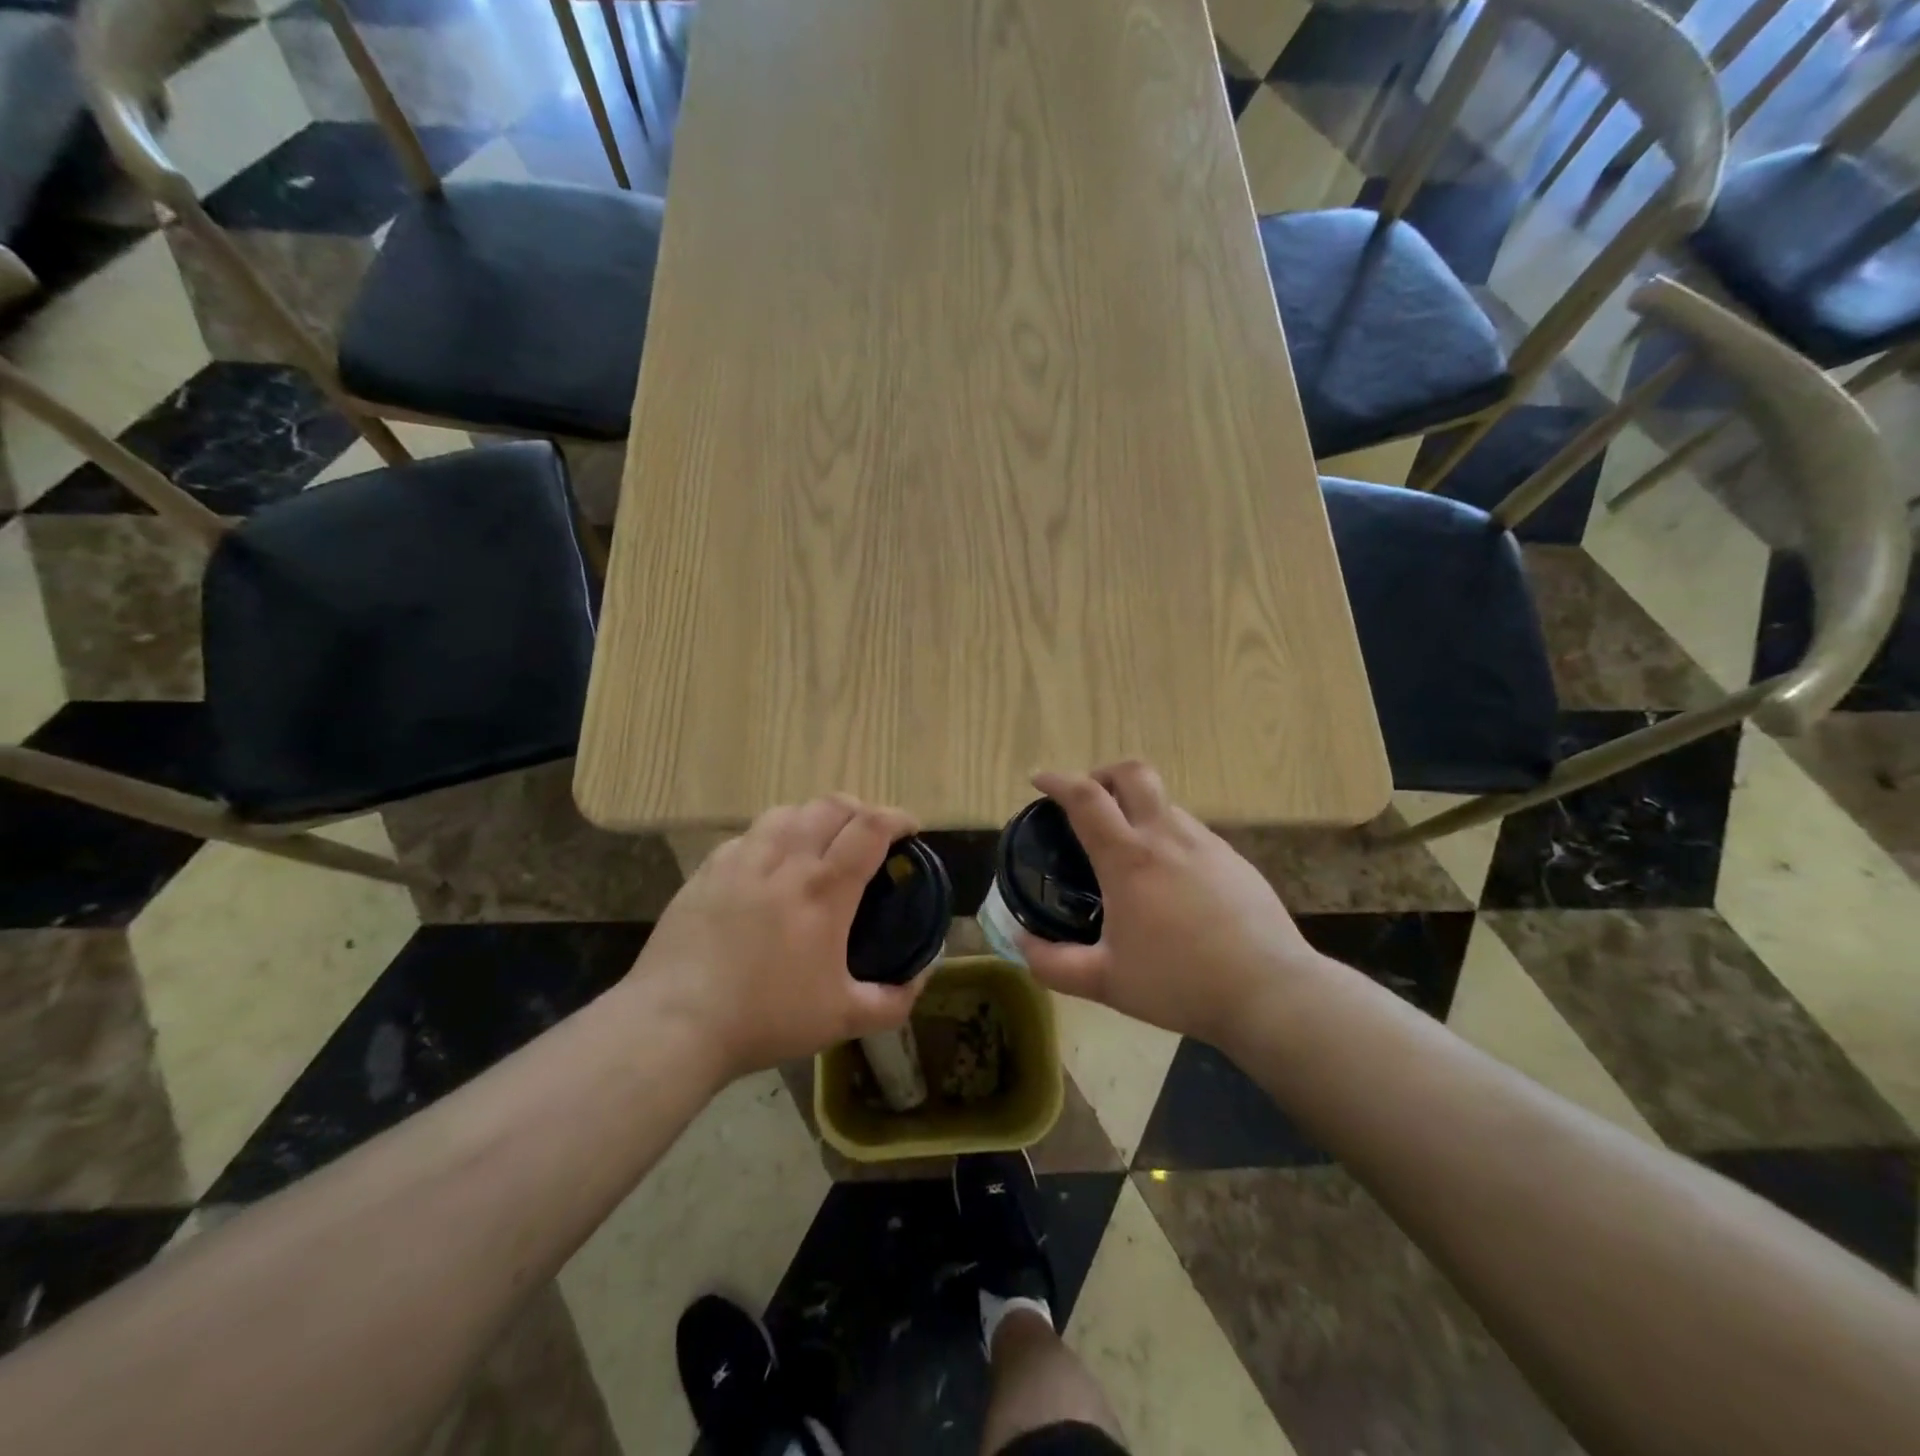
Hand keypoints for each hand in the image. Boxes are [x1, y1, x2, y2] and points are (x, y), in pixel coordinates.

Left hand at [629, 797, 927, 1080]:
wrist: (675, 1023)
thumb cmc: (765, 1018)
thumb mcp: (842, 1019)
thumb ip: (892, 1000)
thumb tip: (921, 977)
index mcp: (824, 889)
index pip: (870, 827)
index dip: (897, 818)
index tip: (910, 829)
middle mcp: (786, 860)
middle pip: (831, 806)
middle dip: (859, 810)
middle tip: (868, 834)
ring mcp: (741, 860)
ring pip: (787, 812)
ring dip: (814, 817)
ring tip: (819, 841)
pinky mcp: (707, 871)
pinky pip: (748, 835)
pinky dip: (772, 837)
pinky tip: (768, 865)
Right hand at [1021, 763, 1325, 1045]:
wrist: (1271, 993)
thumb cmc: (1180, 983)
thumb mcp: (1105, 982)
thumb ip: (1053, 964)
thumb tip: (1021, 944)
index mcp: (1129, 858)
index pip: (1086, 797)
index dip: (1057, 780)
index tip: (1039, 779)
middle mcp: (1167, 837)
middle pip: (1133, 773)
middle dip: (1103, 773)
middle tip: (1088, 800)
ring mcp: (1207, 844)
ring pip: (1164, 803)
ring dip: (1137, 809)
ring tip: (1128, 850)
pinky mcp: (1234, 860)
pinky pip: (1191, 832)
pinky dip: (1167, 836)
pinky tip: (1170, 880)